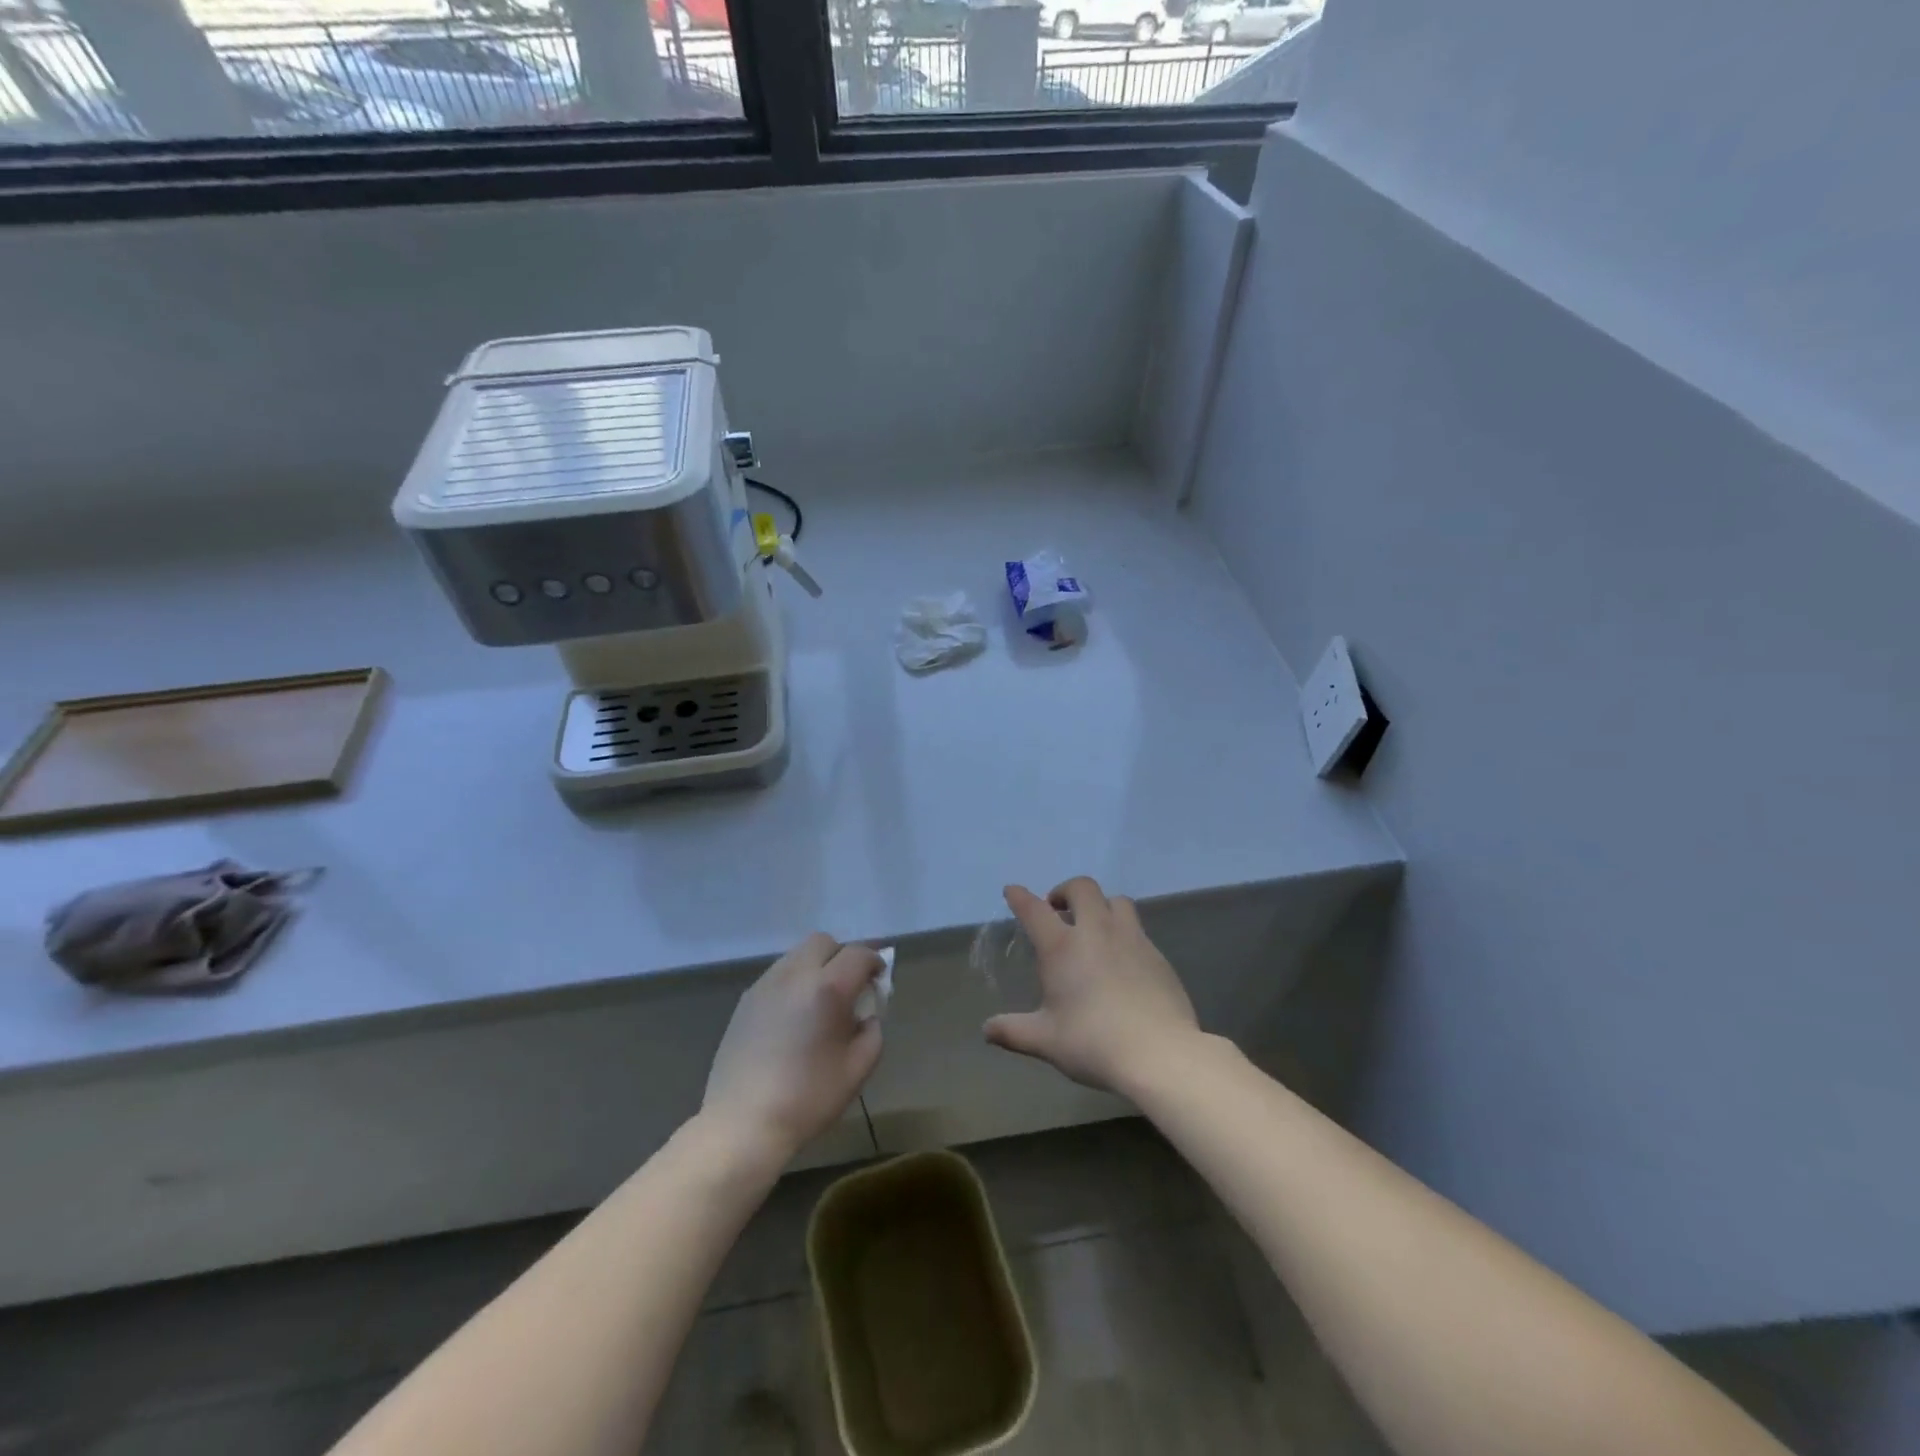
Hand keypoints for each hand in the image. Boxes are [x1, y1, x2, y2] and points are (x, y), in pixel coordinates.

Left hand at [701, 933, 884, 1162]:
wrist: (743, 1123)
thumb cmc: (808, 1098)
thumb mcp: (858, 1069)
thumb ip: (872, 1031)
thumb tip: (866, 1015)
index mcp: (827, 988)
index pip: (858, 954)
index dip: (875, 961)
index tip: (879, 980)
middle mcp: (795, 975)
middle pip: (824, 942)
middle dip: (843, 956)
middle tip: (850, 986)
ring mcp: (766, 984)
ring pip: (797, 954)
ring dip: (816, 966)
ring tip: (820, 1001)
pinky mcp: (746, 1000)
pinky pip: (778, 974)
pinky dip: (794, 981)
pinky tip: (794, 1015)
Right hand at [983, 877, 1199, 1095]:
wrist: (1159, 1053)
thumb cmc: (1093, 1042)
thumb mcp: (1046, 1040)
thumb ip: (1013, 1031)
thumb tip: (987, 1030)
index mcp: (1062, 947)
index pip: (1034, 910)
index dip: (1020, 897)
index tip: (1013, 891)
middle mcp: (1096, 931)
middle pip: (1081, 888)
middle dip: (1065, 891)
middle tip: (1058, 910)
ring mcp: (1131, 939)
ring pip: (1116, 900)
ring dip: (1100, 904)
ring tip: (1093, 925)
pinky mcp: (1157, 954)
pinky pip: (1137, 928)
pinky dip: (1123, 931)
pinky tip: (1122, 958)